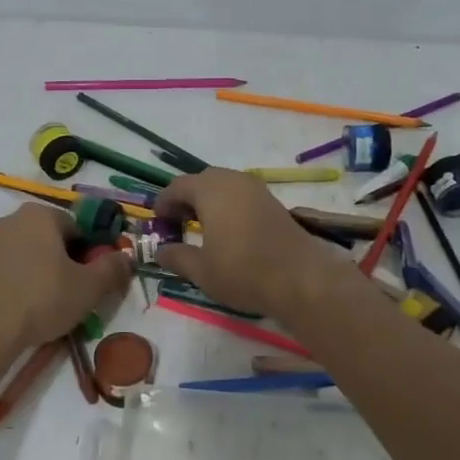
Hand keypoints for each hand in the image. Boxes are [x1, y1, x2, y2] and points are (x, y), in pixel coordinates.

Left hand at [0, 204, 130, 350]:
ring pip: (29, 256)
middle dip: (66, 264)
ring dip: (43, 275)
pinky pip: (8, 270)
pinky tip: (23, 311)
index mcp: (41, 214)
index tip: (94, 281)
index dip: (92, 254)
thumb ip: (113, 269)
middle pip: (52, 239)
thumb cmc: (41, 298)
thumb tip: (127, 258)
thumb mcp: (89, 287)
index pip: (79, 227)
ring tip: (49, 309)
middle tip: (75, 296)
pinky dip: (20, 285)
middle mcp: (12, 219)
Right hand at [155, 169, 354, 318]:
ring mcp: (257, 190)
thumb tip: (160, 251)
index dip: (164, 202)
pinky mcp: (273, 203)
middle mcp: (234, 181)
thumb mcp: (201, 270)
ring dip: (209, 201)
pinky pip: (242, 195)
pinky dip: (228, 206)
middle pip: (202, 180)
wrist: (301, 279)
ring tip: (201, 227)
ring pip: (224, 186)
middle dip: (186, 198)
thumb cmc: (243, 272)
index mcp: (211, 190)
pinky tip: (227, 231)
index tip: (158, 221)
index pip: (178, 186)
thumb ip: (177, 257)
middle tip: (178, 223)